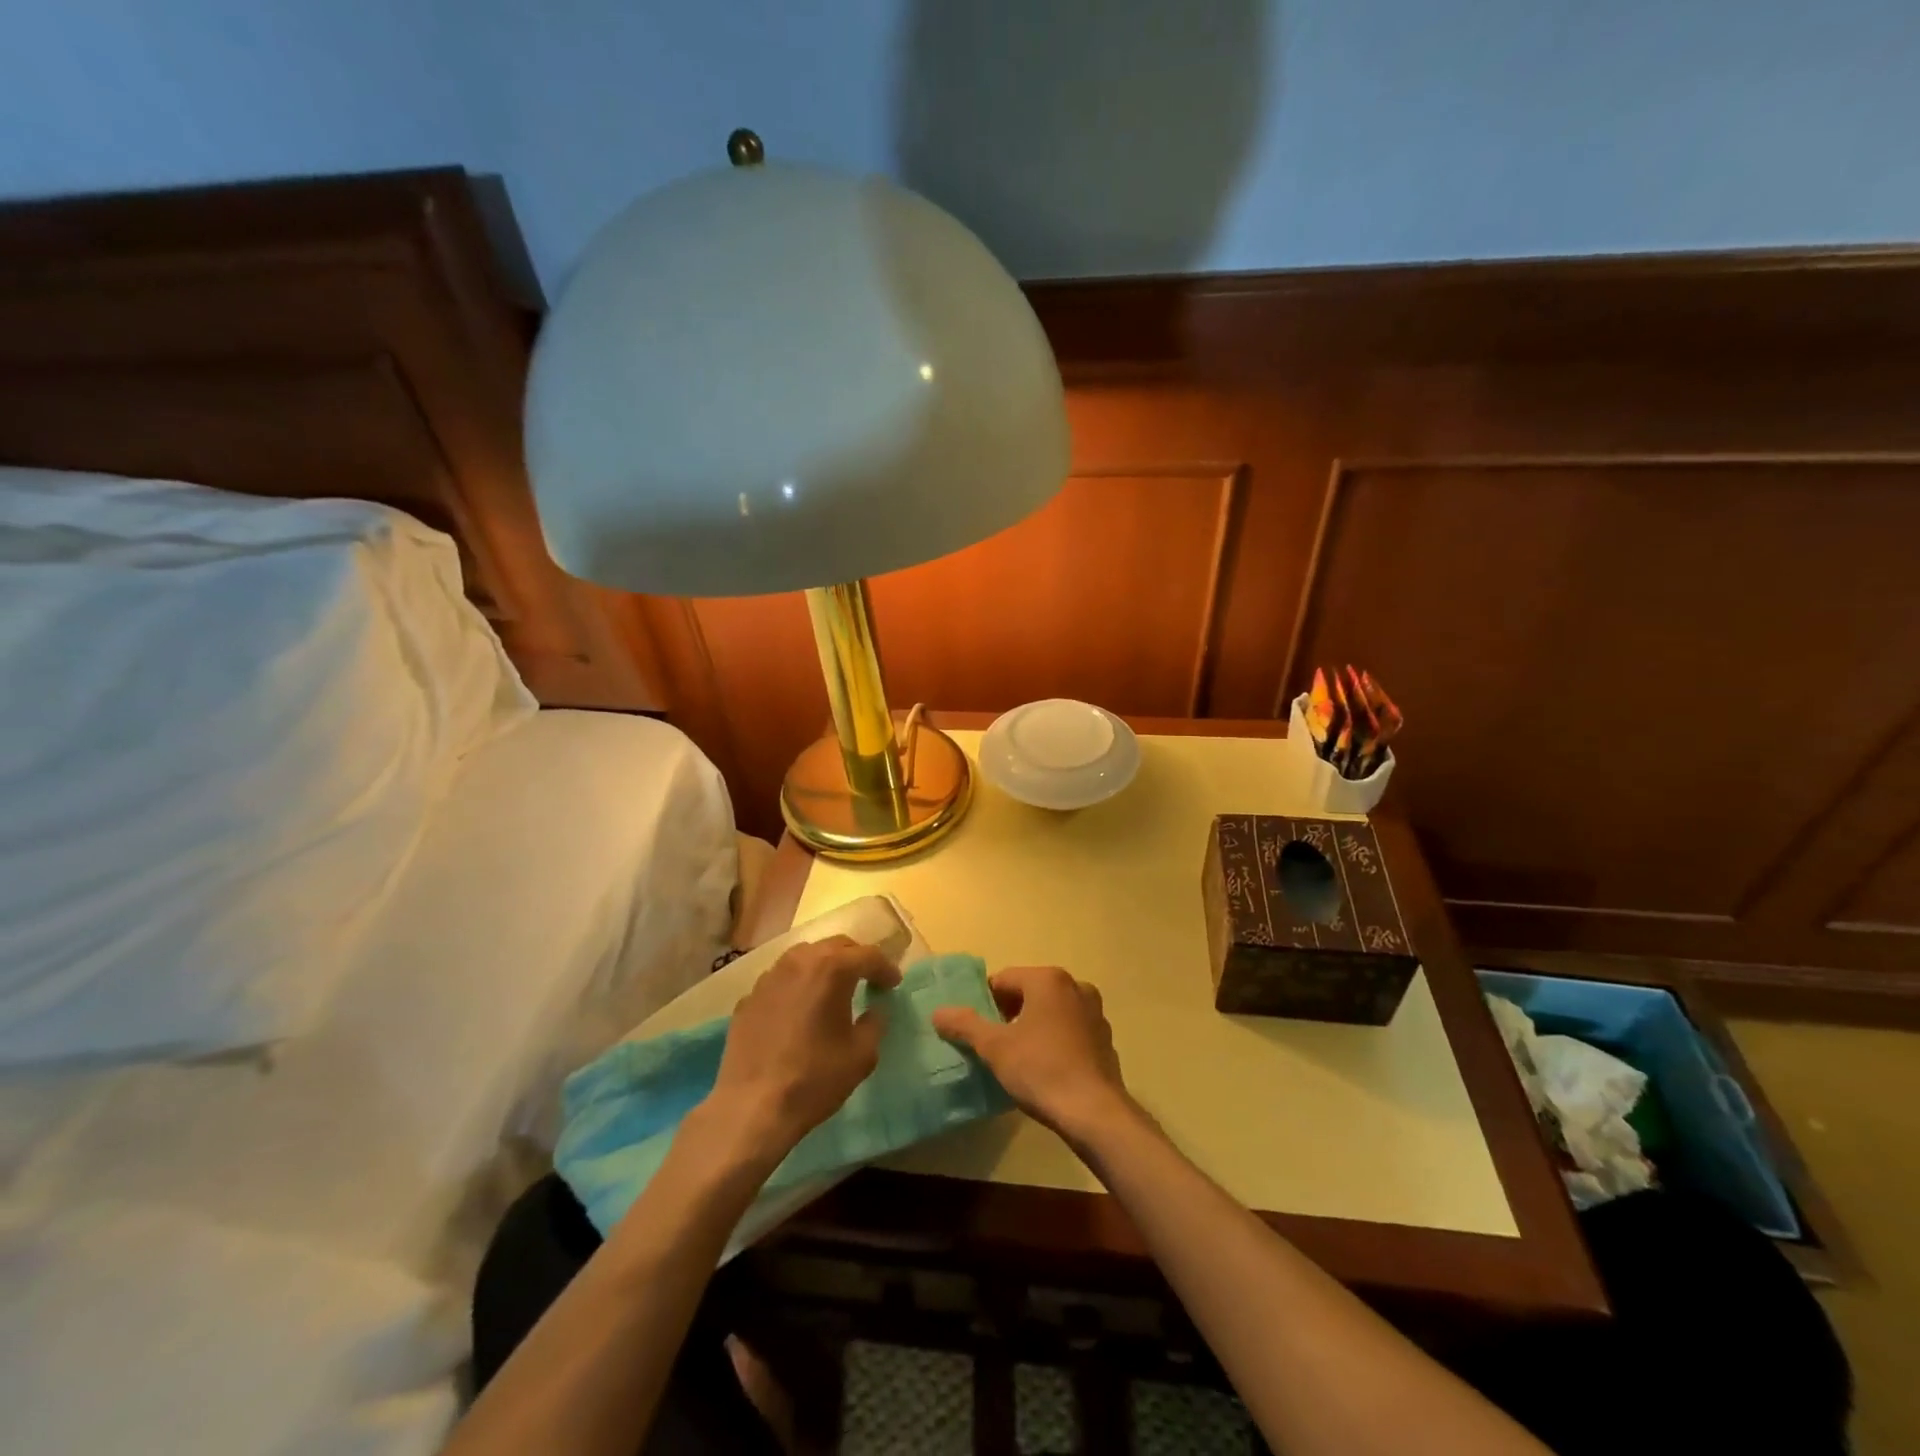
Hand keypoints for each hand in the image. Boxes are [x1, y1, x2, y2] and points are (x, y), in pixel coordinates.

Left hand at [700, 935, 900, 1166]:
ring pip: (803, 957)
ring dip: (823, 966)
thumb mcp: (861, 1055)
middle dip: (855, 958)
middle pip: (835, 946)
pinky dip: (796, 986)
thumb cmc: (815, 1078)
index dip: (885, 968)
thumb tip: (873, 1011)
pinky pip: (779, 981)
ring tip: (832, 989)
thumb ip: (874, 1024)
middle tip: (867, 978)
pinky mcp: (748, 998)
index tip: (893, 984)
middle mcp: (799, 962)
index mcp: (832, 969)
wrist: (753, 1107)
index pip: (868, 955)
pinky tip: (798, 1010)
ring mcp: (768, 978)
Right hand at [932, 965, 1135, 1142]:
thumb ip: (965, 1025)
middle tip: (994, 1044)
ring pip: (1052, 1011)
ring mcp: (1095, 1013)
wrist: (1094, 1112)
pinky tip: (1046, 1068)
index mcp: (1048, 979)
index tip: (976, 1029)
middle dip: (1009, 1013)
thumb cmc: (1041, 1069)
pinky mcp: (1105, 1039)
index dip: (984, 1002)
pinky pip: (1071, 1030)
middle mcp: (1075, 986)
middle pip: (1029, 992)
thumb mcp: (994, 1048)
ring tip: (1019, 1057)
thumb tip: (938, 1012)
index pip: (1004, 980)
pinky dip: (1055, 1040)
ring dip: (1033, 1026)